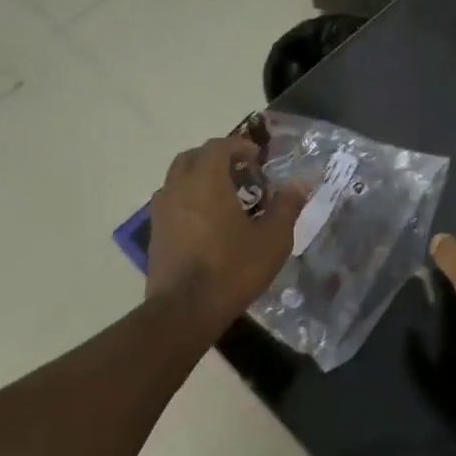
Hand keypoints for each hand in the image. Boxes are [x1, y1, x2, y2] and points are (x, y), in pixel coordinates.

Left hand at [146, 135, 299, 326]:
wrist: (184, 310)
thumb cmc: (232, 269)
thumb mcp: (272, 240)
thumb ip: (286, 207)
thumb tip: (299, 185)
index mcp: (206, 180)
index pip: (219, 146)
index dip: (239, 146)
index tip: (257, 157)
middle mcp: (178, 186)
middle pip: (194, 156)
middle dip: (217, 158)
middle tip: (241, 173)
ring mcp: (162, 209)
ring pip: (179, 177)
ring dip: (200, 177)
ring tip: (224, 196)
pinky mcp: (155, 231)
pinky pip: (172, 200)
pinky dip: (189, 198)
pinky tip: (206, 221)